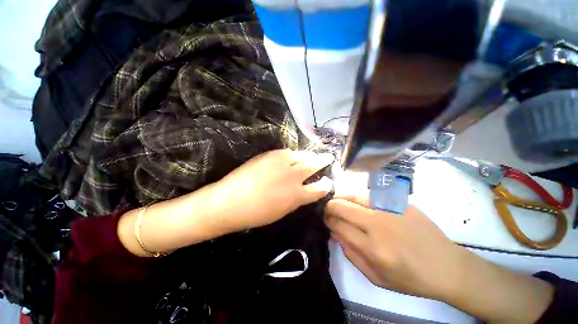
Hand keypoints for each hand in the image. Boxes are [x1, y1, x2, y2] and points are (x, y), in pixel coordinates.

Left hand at [213, 149, 333, 232]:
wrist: (230, 201)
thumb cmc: (256, 214)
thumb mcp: (282, 211)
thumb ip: (297, 198)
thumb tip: (305, 190)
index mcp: (297, 194)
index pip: (320, 188)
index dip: (326, 184)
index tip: (327, 181)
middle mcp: (293, 175)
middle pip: (314, 163)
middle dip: (324, 160)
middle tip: (329, 157)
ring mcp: (281, 162)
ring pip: (302, 154)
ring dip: (309, 155)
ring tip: (313, 155)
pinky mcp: (270, 154)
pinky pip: (287, 152)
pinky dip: (293, 154)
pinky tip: (293, 156)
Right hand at [325, 195, 463, 300]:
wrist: (446, 266)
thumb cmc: (410, 278)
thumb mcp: (376, 277)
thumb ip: (350, 254)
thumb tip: (334, 232)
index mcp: (373, 248)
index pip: (338, 225)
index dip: (327, 220)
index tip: (325, 219)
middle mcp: (378, 224)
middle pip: (342, 206)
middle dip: (329, 206)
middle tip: (327, 209)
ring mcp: (390, 209)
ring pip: (354, 194)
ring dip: (341, 197)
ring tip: (338, 201)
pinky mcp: (400, 201)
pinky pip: (370, 193)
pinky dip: (357, 195)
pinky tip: (356, 200)